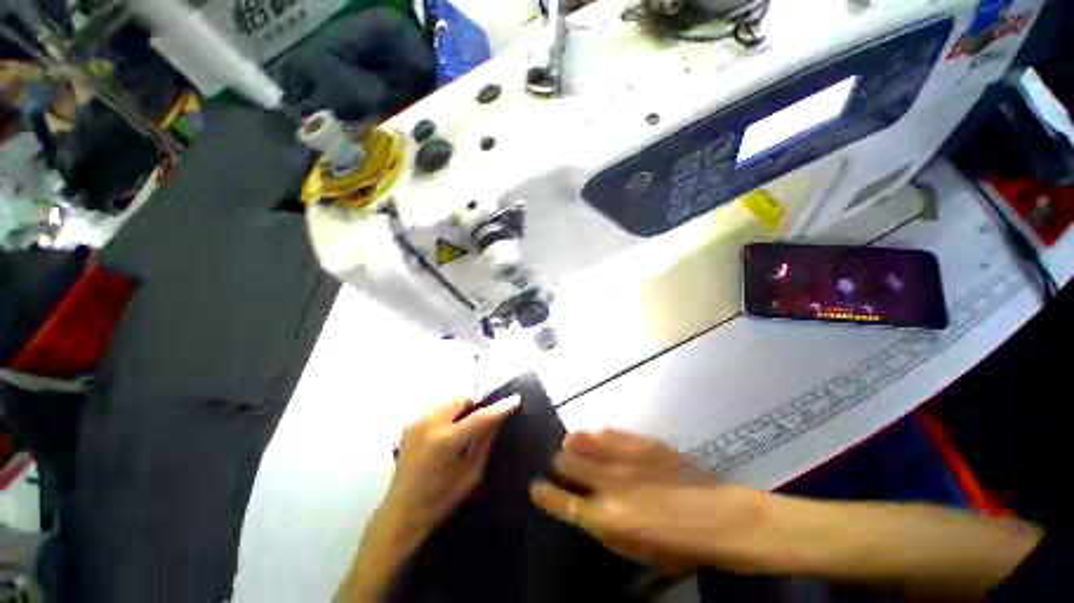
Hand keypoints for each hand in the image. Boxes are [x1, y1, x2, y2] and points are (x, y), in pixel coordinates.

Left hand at [389, 395, 520, 531]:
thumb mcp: (471, 474)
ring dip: (463, 406)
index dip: (499, 407)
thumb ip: (485, 442)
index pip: (479, 417)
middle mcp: (428, 425)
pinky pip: (439, 407)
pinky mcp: (411, 423)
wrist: (401, 511)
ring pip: (450, 399)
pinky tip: (452, 427)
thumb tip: (499, 418)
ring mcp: (417, 421)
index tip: (515, 399)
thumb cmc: (440, 499)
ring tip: (468, 422)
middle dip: (477, 404)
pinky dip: (450, 411)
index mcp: (444, 442)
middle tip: (485, 417)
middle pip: (462, 398)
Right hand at [530, 429, 765, 573]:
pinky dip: (596, 437)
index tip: (535, 487)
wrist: (719, 516)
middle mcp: (608, 482)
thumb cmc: (679, 546)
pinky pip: (604, 431)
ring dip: (573, 446)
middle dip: (560, 466)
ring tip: (577, 449)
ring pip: (579, 439)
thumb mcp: (636, 551)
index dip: (543, 493)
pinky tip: (600, 441)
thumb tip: (582, 508)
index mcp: (606, 518)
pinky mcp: (638, 440)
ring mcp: (623, 456)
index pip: (560, 502)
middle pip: (564, 462)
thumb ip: (603, 527)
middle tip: (566, 468)